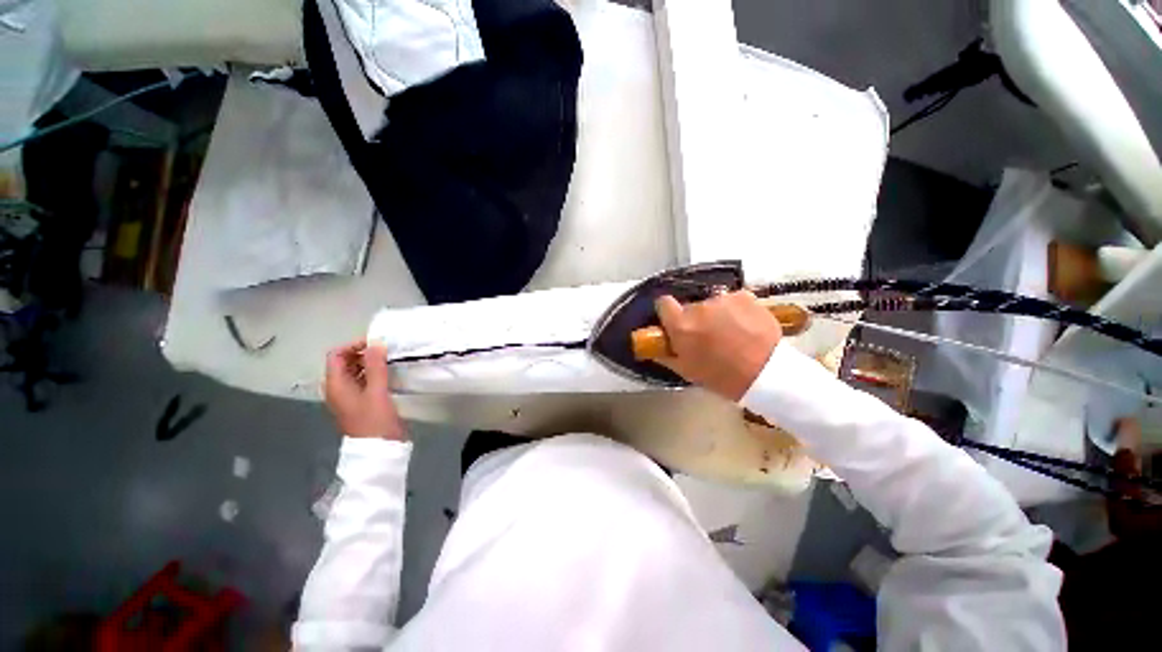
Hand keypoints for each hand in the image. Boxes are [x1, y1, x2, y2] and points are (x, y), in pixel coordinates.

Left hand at [324, 340, 405, 439]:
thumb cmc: (374, 420)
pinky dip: (374, 373)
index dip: (354, 345)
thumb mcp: (377, 391)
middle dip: (364, 353)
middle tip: (386, 352)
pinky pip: (364, 380)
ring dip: (370, 363)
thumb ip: (376, 366)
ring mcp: (349, 395)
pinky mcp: (361, 401)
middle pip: (345, 361)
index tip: (377, 344)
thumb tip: (376, 342)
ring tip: (390, 360)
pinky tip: (389, 374)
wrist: (379, 449)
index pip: (336, 355)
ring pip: (355, 370)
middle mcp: (338, 388)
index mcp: (335, 385)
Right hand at [654, 291, 781, 401]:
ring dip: (716, 314)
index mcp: (681, 325)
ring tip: (731, 333)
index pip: (663, 302)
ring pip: (712, 304)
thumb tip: (653, 345)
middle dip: (695, 318)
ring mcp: (723, 299)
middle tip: (708, 335)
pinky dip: (735, 310)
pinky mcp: (744, 296)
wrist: (767, 374)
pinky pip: (732, 300)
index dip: (667, 311)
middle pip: (690, 306)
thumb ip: (665, 354)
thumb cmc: (721, 377)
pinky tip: (745, 326)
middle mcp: (699, 307)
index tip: (674, 320)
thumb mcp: (686, 370)